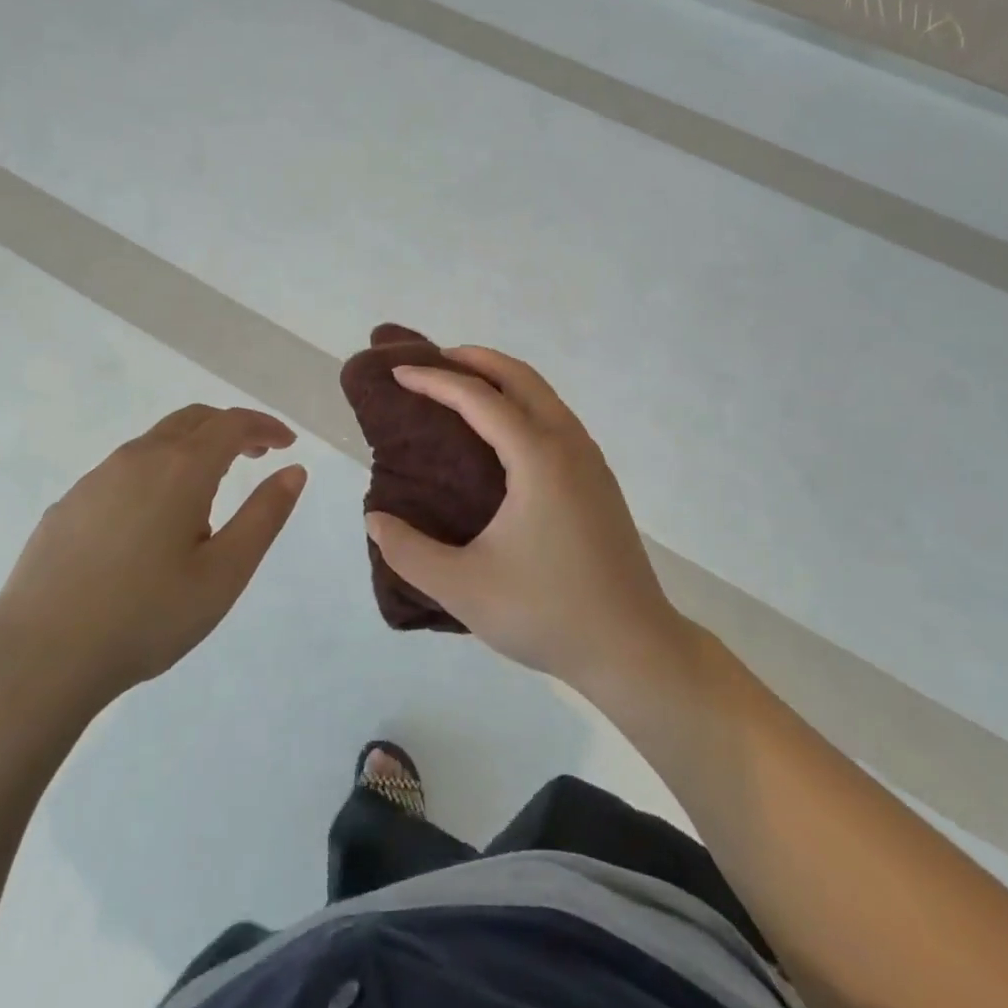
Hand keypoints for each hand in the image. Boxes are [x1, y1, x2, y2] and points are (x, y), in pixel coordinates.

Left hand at [0, 406, 306, 731]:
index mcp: (181, 468)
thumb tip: (294, 470)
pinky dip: (157, 472)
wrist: (37, 661)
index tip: (287, 444)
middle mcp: (138, 458)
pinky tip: (152, 521)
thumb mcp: (224, 573)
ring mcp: (96, 479)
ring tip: (208, 492)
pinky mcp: (68, 504)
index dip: (265, 427)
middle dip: (230, 429)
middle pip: (193, 419)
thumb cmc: (146, 618)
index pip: (233, 423)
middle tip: (256, 457)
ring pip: (156, 442)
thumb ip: (264, 515)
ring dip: (193, 449)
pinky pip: (124, 470)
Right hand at [364, 349, 691, 697]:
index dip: (434, 381)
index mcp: (537, 457)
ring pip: (544, 395)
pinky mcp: (599, 479)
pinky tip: (503, 434)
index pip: (478, 398)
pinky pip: (556, 418)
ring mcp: (590, 459)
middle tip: (434, 361)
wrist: (633, 648)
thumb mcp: (464, 588)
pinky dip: (523, 403)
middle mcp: (568, 444)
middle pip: (520, 377)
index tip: (399, 374)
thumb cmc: (547, 613)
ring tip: (463, 389)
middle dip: (475, 360)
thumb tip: (375, 519)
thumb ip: (409, 552)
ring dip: (503, 379)